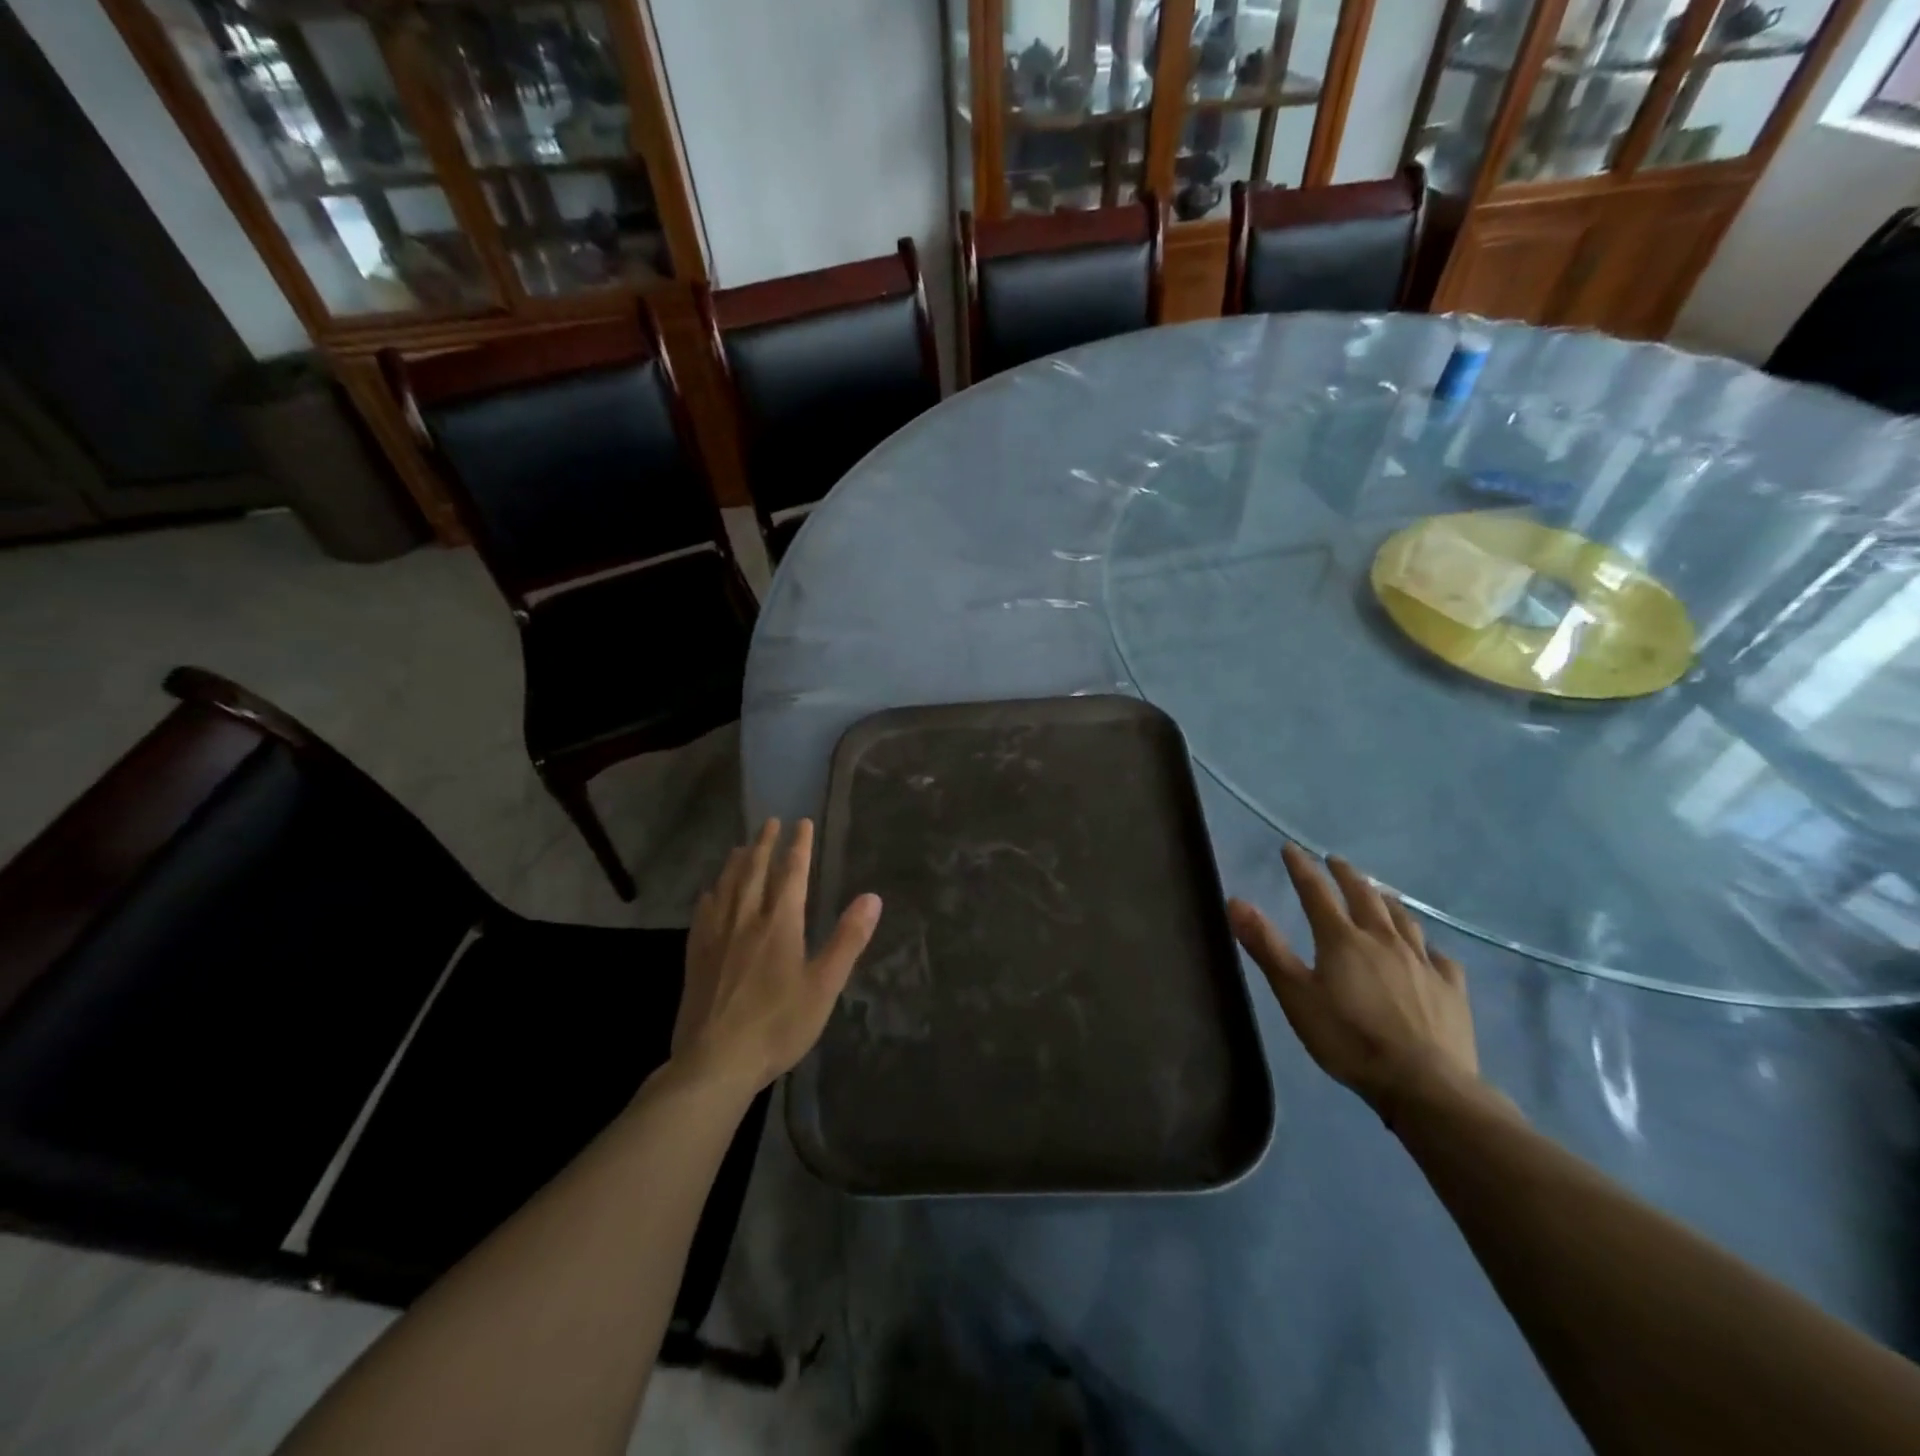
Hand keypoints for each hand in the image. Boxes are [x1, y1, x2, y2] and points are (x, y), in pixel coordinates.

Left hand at [673, 819, 881, 1094]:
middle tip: (770, 821)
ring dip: (737, 862)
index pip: (792, 873)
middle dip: (764, 844)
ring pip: (726, 887)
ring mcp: (716, 937)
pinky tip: (709, 892)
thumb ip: (848, 939)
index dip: (799, 846)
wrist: (715, 1062)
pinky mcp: (696, 957)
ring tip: (742, 846)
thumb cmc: (778, 1025)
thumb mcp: (824, 985)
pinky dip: (710, 895)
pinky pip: (703, 914)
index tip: (802, 823)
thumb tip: (872, 898)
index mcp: (780, 924)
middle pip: (754, 871)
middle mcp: (746, 920)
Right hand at [1228, 843, 1480, 1121]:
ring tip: (1379, 893)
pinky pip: (1439, 957)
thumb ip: (1266, 947)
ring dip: (1386, 901)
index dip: (1301, 868)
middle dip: (1346, 875)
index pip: (1316, 892)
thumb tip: (1236, 901)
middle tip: (1336, 861)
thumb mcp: (1295, 995)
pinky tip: (1427, 950)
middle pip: (1364, 896)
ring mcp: (1422, 963)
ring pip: (1403, 919)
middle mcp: (1383, 940)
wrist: (1424, 1084)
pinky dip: (1427, 945)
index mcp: (1342, 939)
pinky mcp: (1451, 989)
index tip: (1290, 848)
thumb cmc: (1348, 1039)